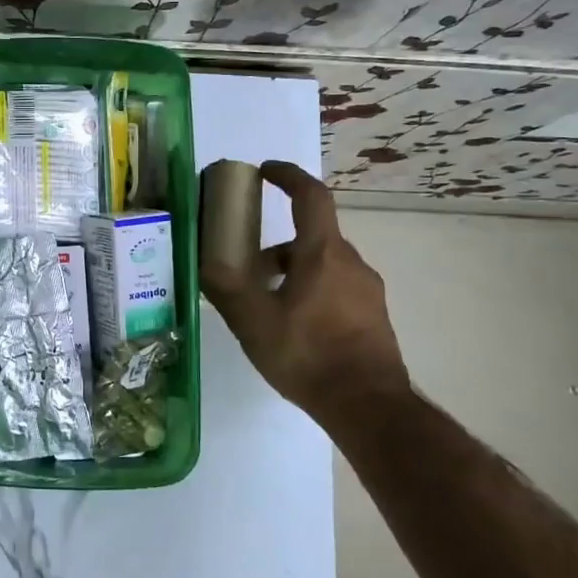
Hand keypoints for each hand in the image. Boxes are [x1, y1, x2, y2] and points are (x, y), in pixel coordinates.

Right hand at [200, 161, 409, 418]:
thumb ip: (226, 289)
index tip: (266, 171)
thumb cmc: (308, 355)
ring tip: (265, 303)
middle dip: (278, 244)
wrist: (369, 406)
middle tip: (248, 265)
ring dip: (293, 270)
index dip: (288, 176)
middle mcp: (350, 263)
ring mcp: (367, 290)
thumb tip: (204, 263)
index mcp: (323, 254)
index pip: (310, 196)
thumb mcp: (253, 322)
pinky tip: (293, 325)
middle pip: (312, 236)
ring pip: (324, 264)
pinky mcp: (373, 316)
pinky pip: (337, 287)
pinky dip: (311, 290)